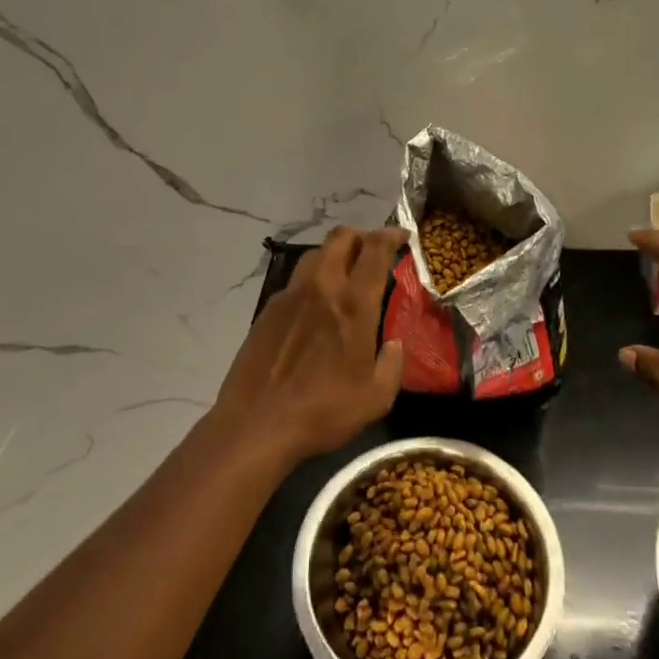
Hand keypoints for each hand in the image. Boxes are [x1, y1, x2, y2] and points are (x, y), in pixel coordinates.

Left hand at [211, 226, 406, 466]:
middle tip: (373, 250)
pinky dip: (312, 280)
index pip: (374, 249)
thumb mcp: (375, 398)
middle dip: (361, 235)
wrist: (256, 424)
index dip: (390, 235)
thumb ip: (392, 365)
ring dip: (335, 253)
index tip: (402, 236)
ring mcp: (291, 294)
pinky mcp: (268, 308)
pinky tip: (314, 305)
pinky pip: (296, 280)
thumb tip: (394, 345)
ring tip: (344, 273)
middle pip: (341, 237)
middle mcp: (322, 286)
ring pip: (315, 253)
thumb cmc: (323, 410)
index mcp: (353, 303)